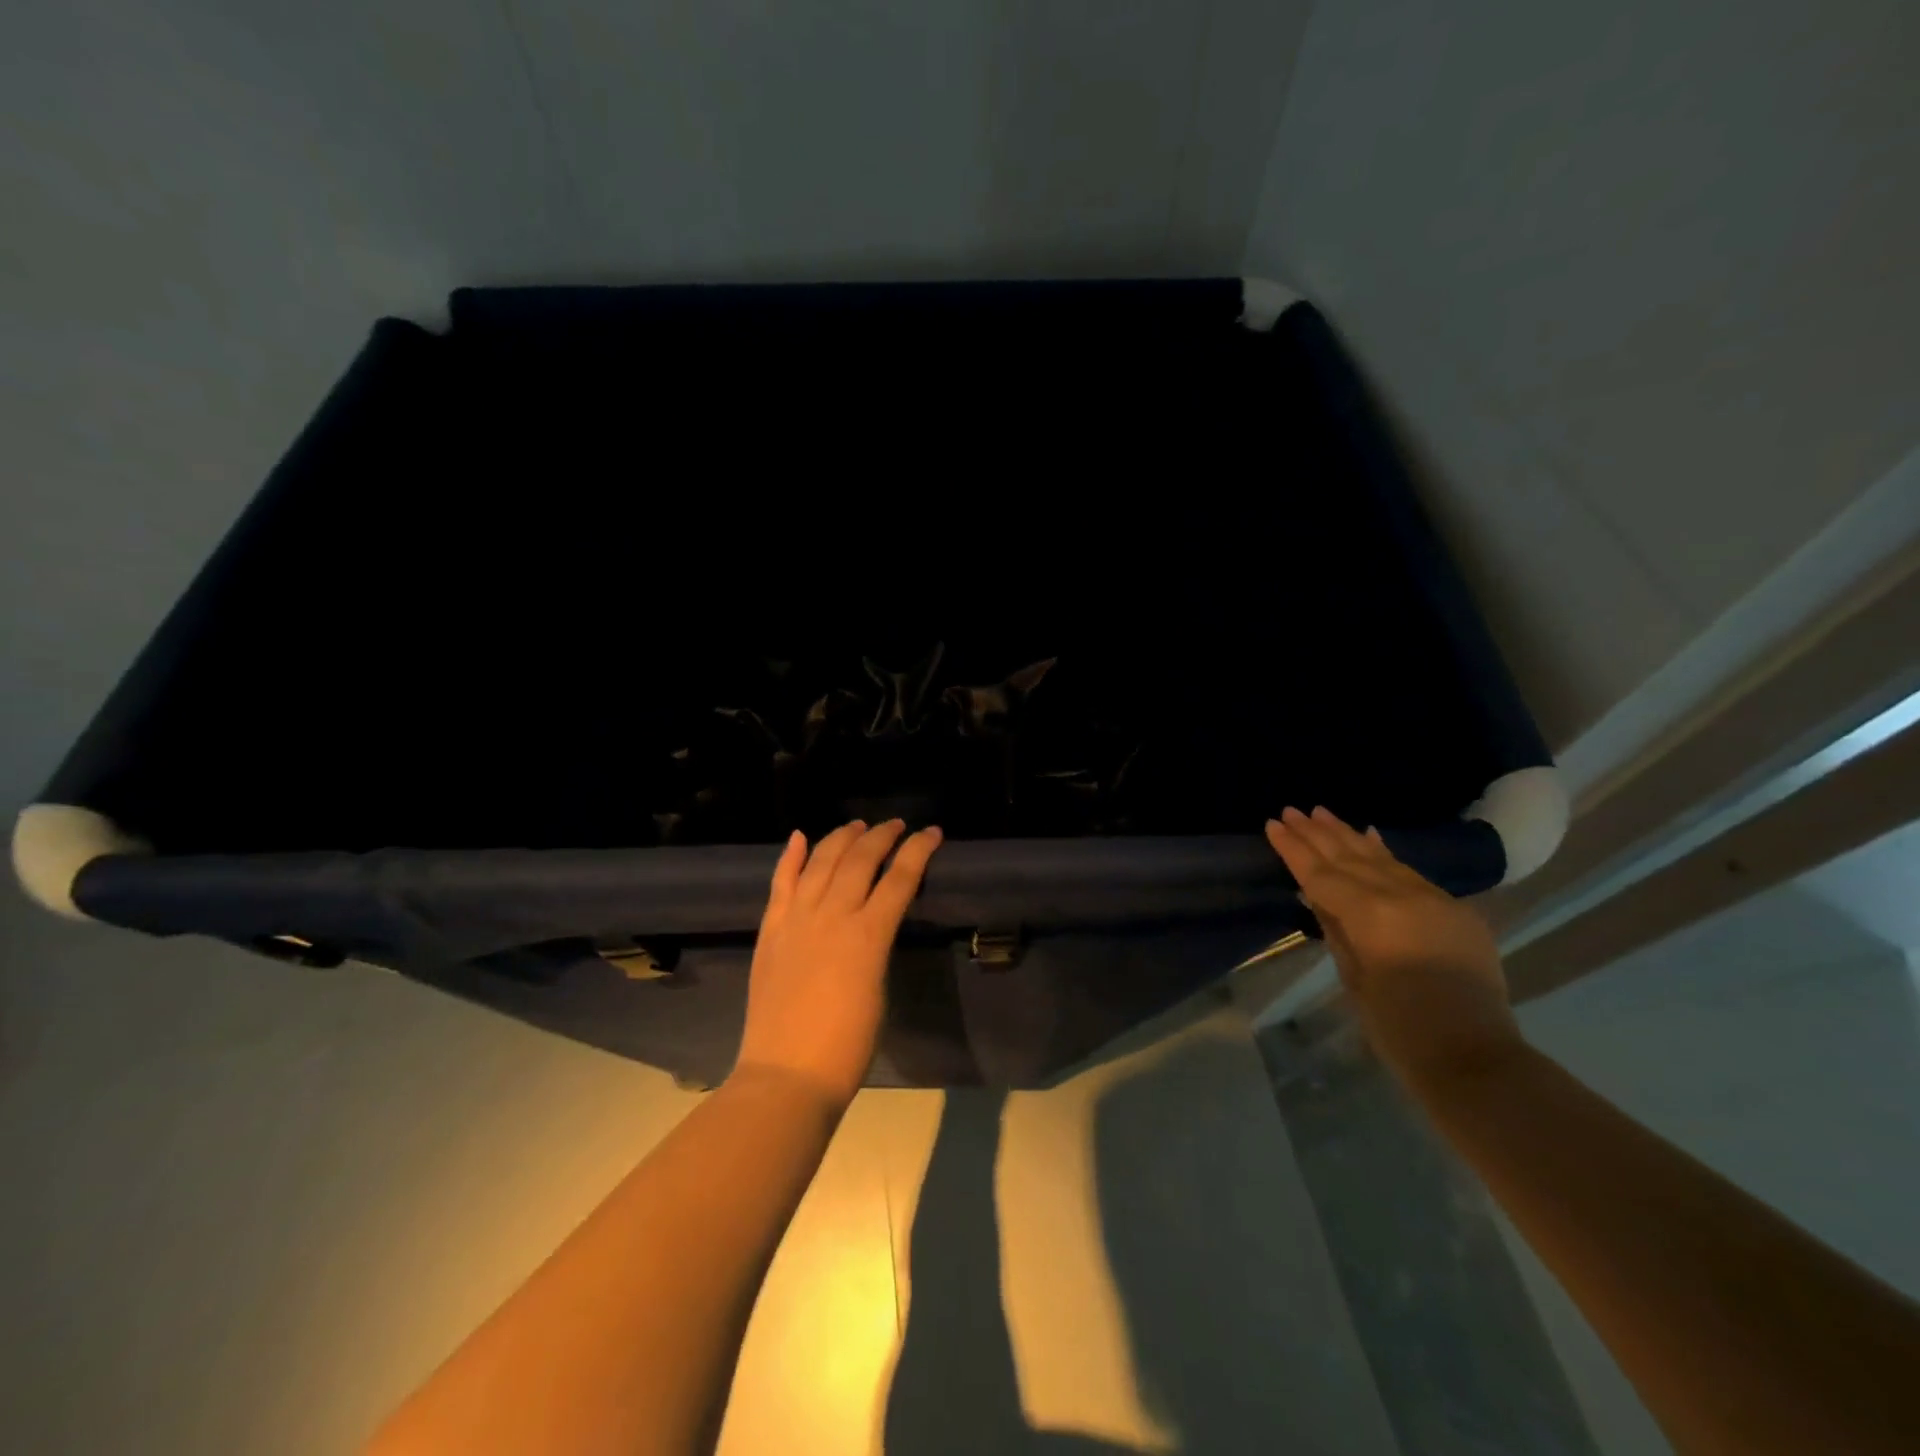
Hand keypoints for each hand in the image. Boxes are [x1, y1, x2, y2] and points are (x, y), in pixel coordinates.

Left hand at [735, 819, 942, 1106]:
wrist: (788, 1073)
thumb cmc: (847, 1044)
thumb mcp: (879, 987)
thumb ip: (877, 944)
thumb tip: (874, 921)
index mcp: (868, 935)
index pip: (899, 878)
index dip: (918, 851)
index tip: (932, 832)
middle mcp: (832, 915)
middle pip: (860, 860)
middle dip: (881, 836)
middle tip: (896, 825)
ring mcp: (796, 919)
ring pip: (821, 861)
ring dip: (841, 837)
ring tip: (857, 825)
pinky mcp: (771, 930)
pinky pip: (780, 883)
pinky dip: (791, 857)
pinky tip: (800, 836)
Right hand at [1265, 806, 1520, 1086]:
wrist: (1474, 1058)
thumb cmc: (1398, 1028)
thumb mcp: (1353, 976)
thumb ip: (1336, 928)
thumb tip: (1317, 896)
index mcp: (1370, 914)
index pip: (1321, 874)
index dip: (1294, 849)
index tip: (1272, 824)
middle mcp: (1402, 896)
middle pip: (1350, 858)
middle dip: (1317, 833)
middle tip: (1291, 810)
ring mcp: (1434, 899)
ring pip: (1381, 858)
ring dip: (1348, 835)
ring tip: (1322, 812)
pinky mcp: (1455, 910)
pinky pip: (1411, 872)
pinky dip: (1386, 853)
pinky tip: (1370, 835)